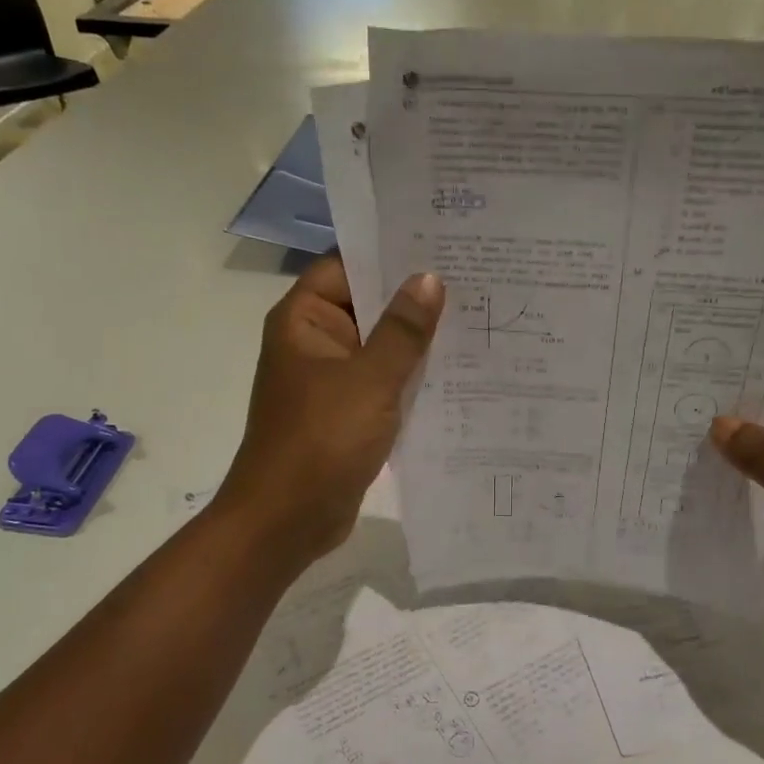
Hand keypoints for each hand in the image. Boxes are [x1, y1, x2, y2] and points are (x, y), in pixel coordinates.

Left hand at [215, 257, 443, 566]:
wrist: (287, 521)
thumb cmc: (321, 441)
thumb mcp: (370, 381)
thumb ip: (403, 330)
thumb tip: (429, 279)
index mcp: (305, 321)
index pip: (347, 265)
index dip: (389, 252)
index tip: (440, 242)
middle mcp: (315, 342)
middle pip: (366, 304)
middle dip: (413, 296)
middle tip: (473, 277)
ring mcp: (331, 379)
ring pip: (379, 345)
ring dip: (417, 339)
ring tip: (475, 316)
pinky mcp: (347, 412)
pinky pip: (383, 381)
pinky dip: (411, 375)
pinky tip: (457, 369)